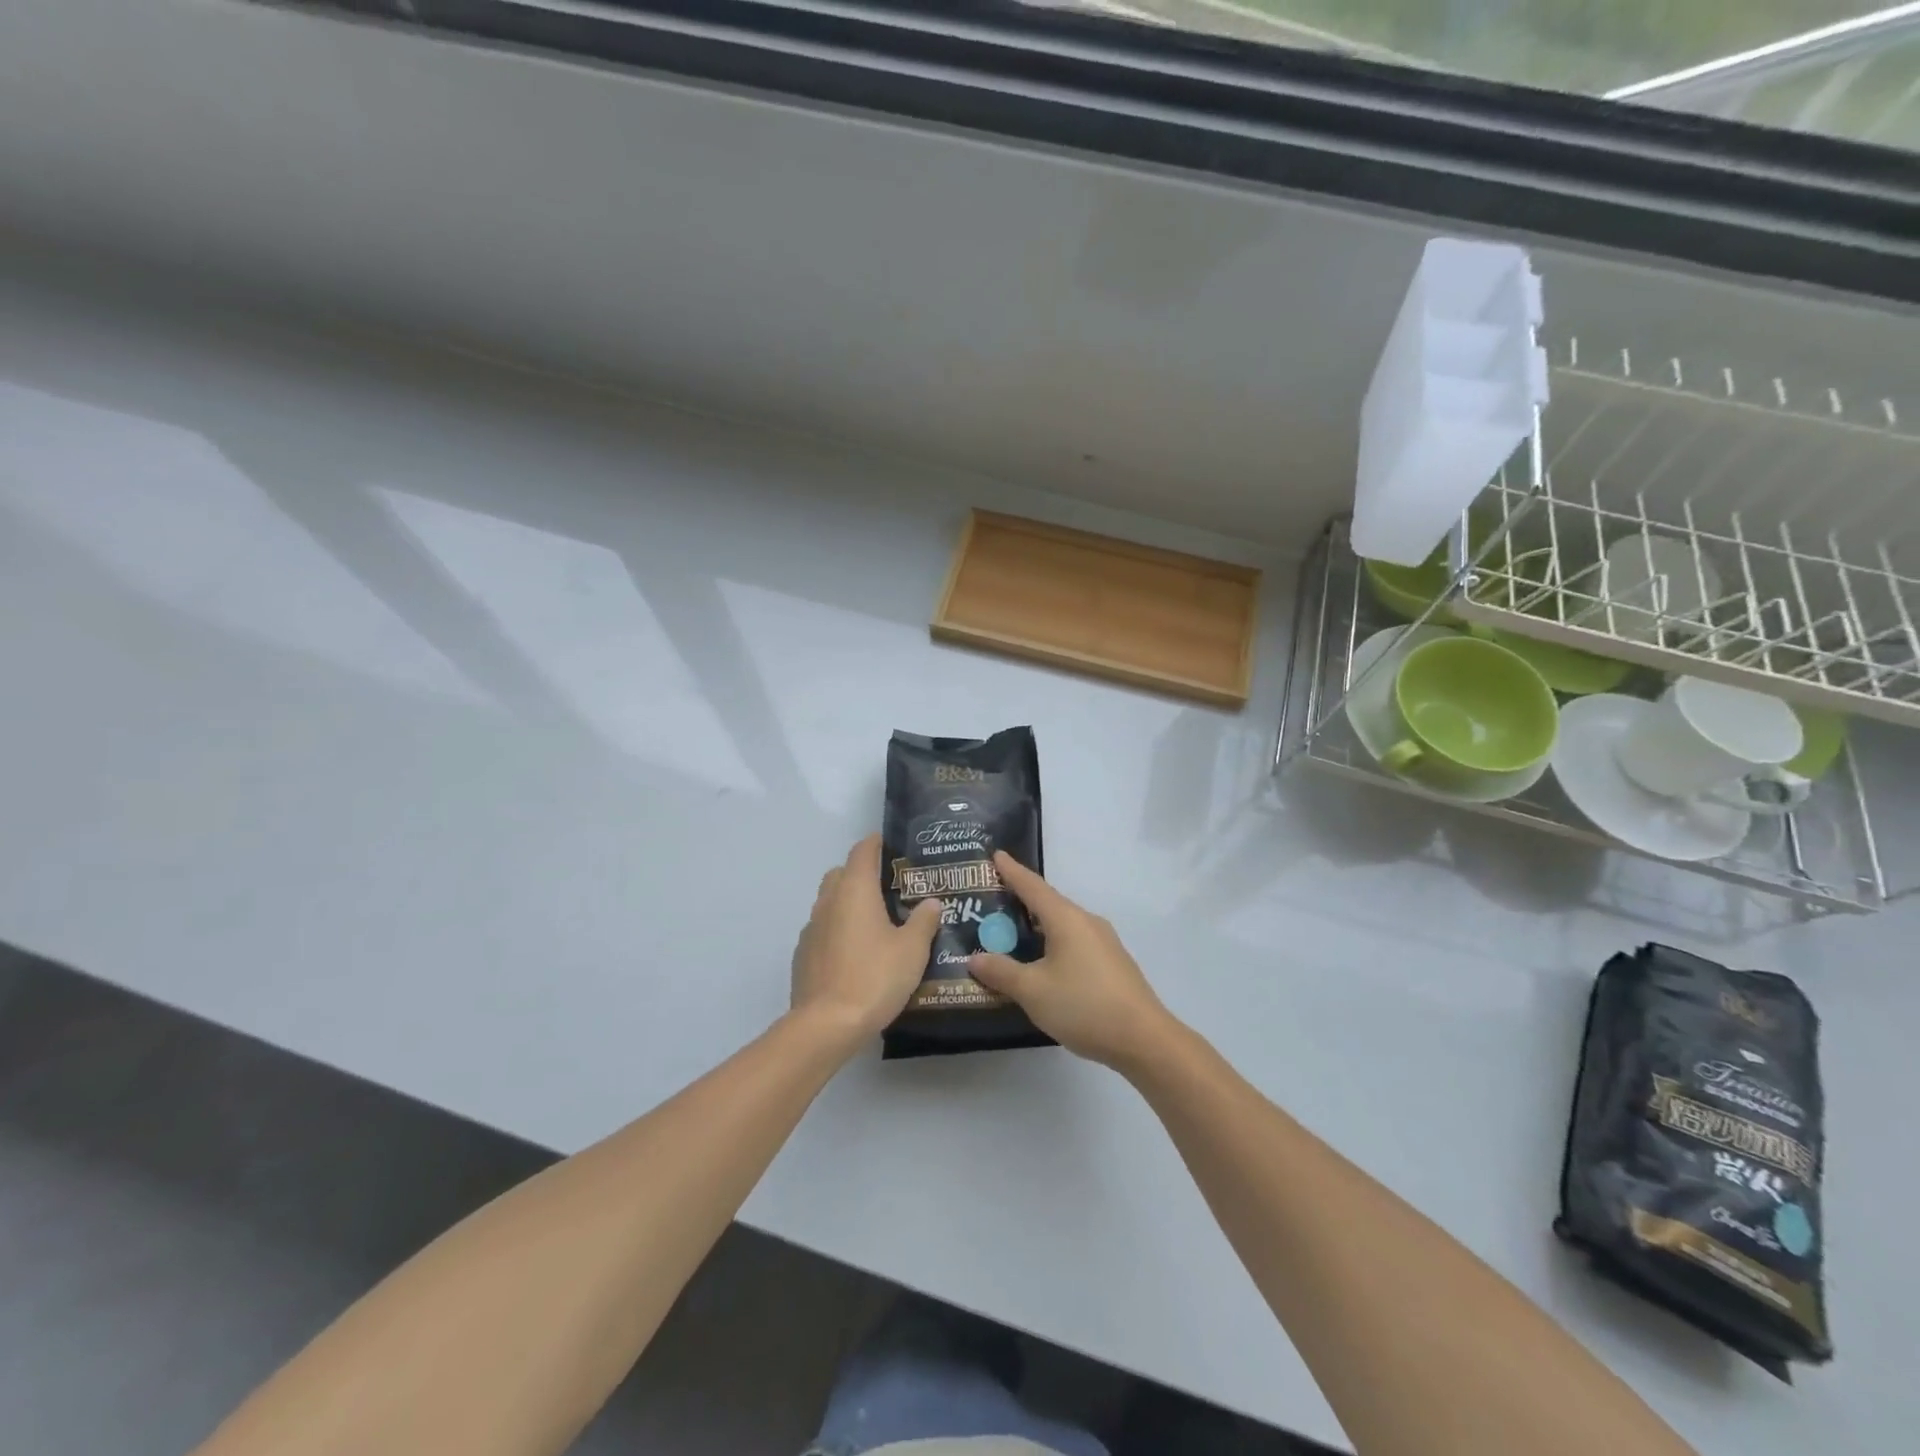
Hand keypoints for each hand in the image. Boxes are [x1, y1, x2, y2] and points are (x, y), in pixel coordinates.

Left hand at [789, 835, 942, 1044]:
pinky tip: (854, 953)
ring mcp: (811, 928)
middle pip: (841, 874)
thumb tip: (931, 902)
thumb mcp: (912, 949)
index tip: (891, 845)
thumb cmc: (875, 977)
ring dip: (848, 904)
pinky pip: (822, 930)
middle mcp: (828, 901)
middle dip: (861, 874)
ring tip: (874, 922)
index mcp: (855, 890)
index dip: (876, 843)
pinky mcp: (802, 955)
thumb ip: (923, 921)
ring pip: (829, 902)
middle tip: (888, 888)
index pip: (862, 851)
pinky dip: (837, 931)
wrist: (827, 1024)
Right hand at [969, 853, 1174, 1070]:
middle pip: (1048, 903)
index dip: (1011, 871)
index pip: (1032, 886)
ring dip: (1036, 925)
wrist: (1143, 1039)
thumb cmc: (1083, 1005)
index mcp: (1066, 918)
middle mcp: (1086, 922)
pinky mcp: (1111, 963)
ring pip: (1062, 925)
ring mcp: (1103, 942)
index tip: (995, 855)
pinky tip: (1040, 962)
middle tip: (991, 900)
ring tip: (1010, 932)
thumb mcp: (1033, 991)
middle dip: (1020, 900)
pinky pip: (1073, 942)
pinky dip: (1051, 943)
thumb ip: (1002, 972)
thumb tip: (974, 958)